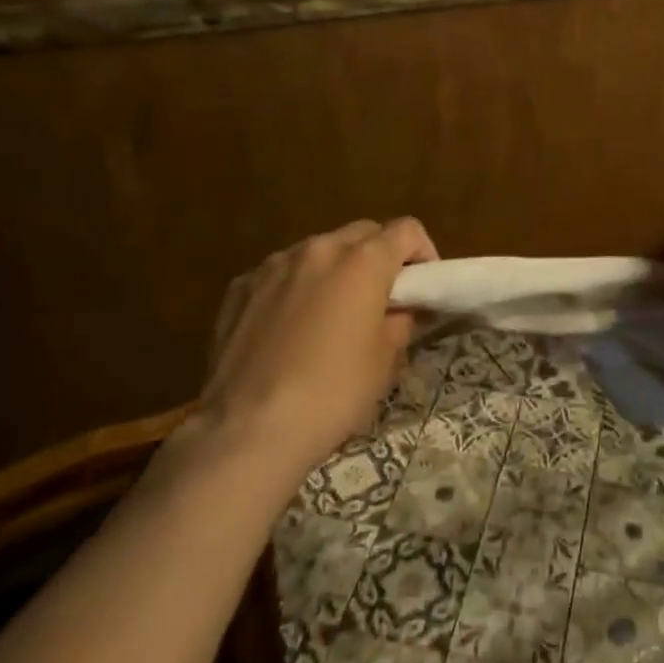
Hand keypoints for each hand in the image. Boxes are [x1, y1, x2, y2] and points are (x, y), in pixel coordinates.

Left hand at [199, 218, 436, 476]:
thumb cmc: (333, 394)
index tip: (422, 286)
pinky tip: (290, 328)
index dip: (423, 252)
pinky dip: (296, 287)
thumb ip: (401, 320)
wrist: (247, 431)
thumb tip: (403, 309)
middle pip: (363, 232)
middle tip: (382, 298)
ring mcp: (275, 264)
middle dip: (380, 256)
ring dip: (336, 269)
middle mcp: (320, 248)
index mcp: (363, 260)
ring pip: (320, 250)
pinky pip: (281, 273)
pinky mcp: (240, 287)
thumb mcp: (386, 360)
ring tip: (332, 313)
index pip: (407, 230)